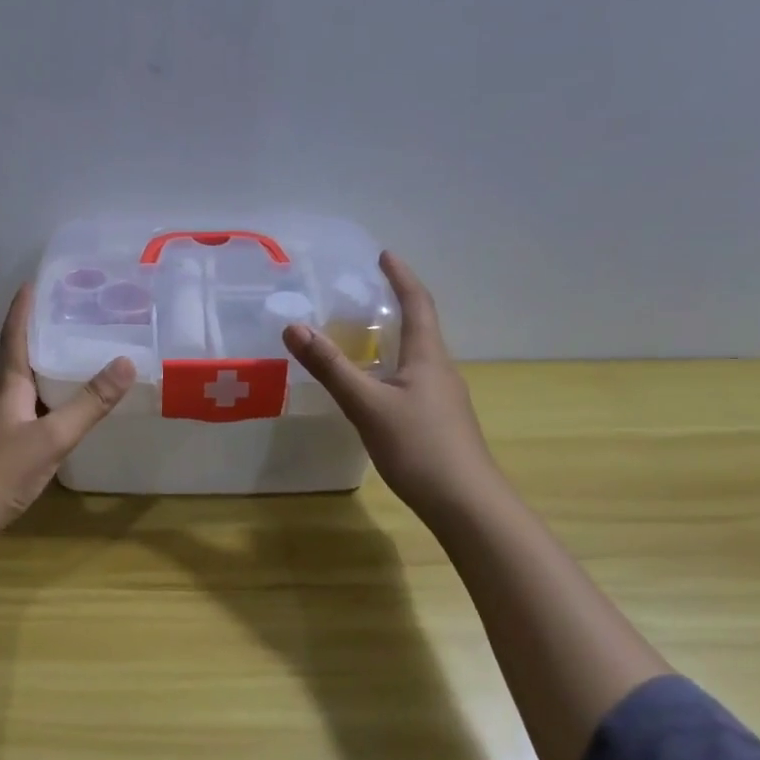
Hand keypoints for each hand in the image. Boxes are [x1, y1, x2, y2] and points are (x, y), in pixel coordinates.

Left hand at [0, 283, 135, 541]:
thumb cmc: (0, 469)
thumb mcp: (51, 436)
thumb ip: (89, 403)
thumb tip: (127, 361)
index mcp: (9, 386)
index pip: (15, 337)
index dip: (23, 309)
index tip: (33, 282)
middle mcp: (6, 398)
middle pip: (24, 356)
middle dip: (44, 332)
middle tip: (75, 313)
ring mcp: (6, 424)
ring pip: (32, 384)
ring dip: (52, 366)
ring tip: (82, 351)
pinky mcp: (11, 446)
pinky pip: (38, 409)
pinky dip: (56, 399)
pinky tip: (74, 406)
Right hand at [283, 250, 497, 519]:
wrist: (466, 504)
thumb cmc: (419, 447)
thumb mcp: (366, 405)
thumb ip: (330, 367)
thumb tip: (293, 327)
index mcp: (428, 357)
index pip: (418, 304)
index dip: (401, 277)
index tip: (385, 255)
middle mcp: (440, 371)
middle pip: (422, 327)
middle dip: (398, 304)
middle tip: (368, 291)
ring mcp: (443, 399)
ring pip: (417, 357)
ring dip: (396, 338)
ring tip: (366, 334)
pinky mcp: (439, 422)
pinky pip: (414, 381)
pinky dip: (393, 368)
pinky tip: (376, 387)